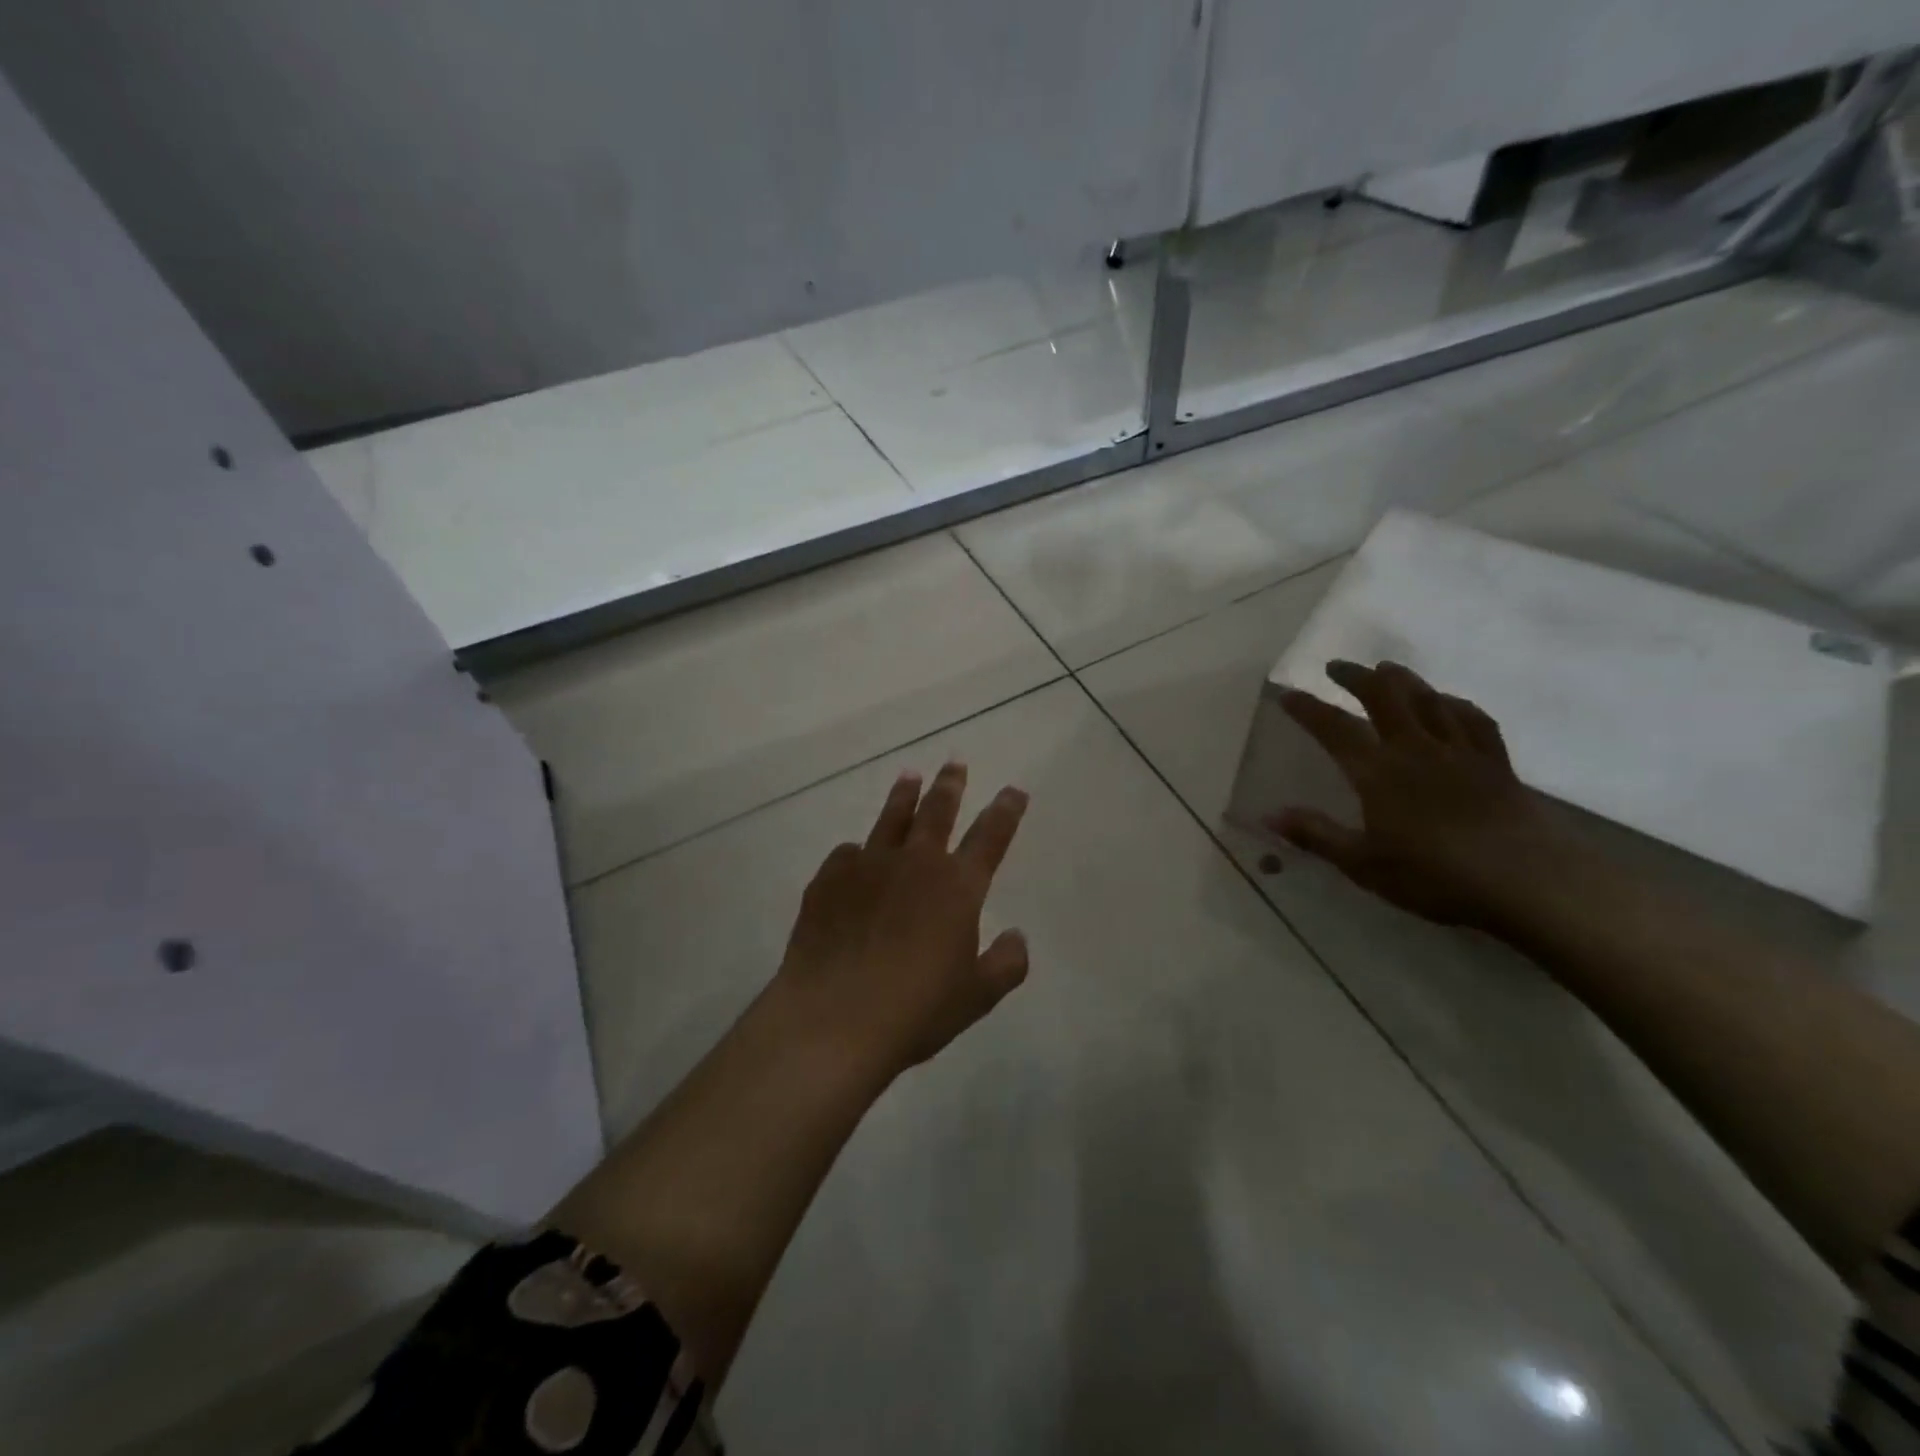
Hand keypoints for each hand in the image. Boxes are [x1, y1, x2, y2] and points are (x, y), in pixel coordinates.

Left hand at [775, 762, 1030, 1080]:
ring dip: (904, 796)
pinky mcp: (828, 879)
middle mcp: (915, 863)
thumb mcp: (976, 996)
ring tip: (909, 776)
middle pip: (937, 811)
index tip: (1014, 790)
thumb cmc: (916, 1010)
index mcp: (957, 886)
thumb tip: (1017, 936)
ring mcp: (868, 866)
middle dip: (950, 785)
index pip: (991, 836)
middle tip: (955, 762)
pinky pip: (847, 853)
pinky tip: (854, 856)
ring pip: (891, 818)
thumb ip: (1006, 963)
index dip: (1006, 810)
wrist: (834, 1018)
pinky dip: (857, 851)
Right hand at [1267, 660, 1575, 930]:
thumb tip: (1268, 814)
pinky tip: (1448, 702)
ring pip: (1428, 700)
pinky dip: (1455, 704)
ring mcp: (1460, 752)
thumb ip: (1316, 835)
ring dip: (1403, 679)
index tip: (1287, 694)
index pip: (1335, 729)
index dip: (1308, 709)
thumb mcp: (1363, 864)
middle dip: (1357, 677)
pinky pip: (1474, 720)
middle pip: (1385, 698)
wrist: (1527, 881)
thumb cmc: (1435, 876)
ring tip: (1386, 669)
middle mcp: (1416, 749)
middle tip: (1337, 666)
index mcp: (1379, 772)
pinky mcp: (1496, 763)